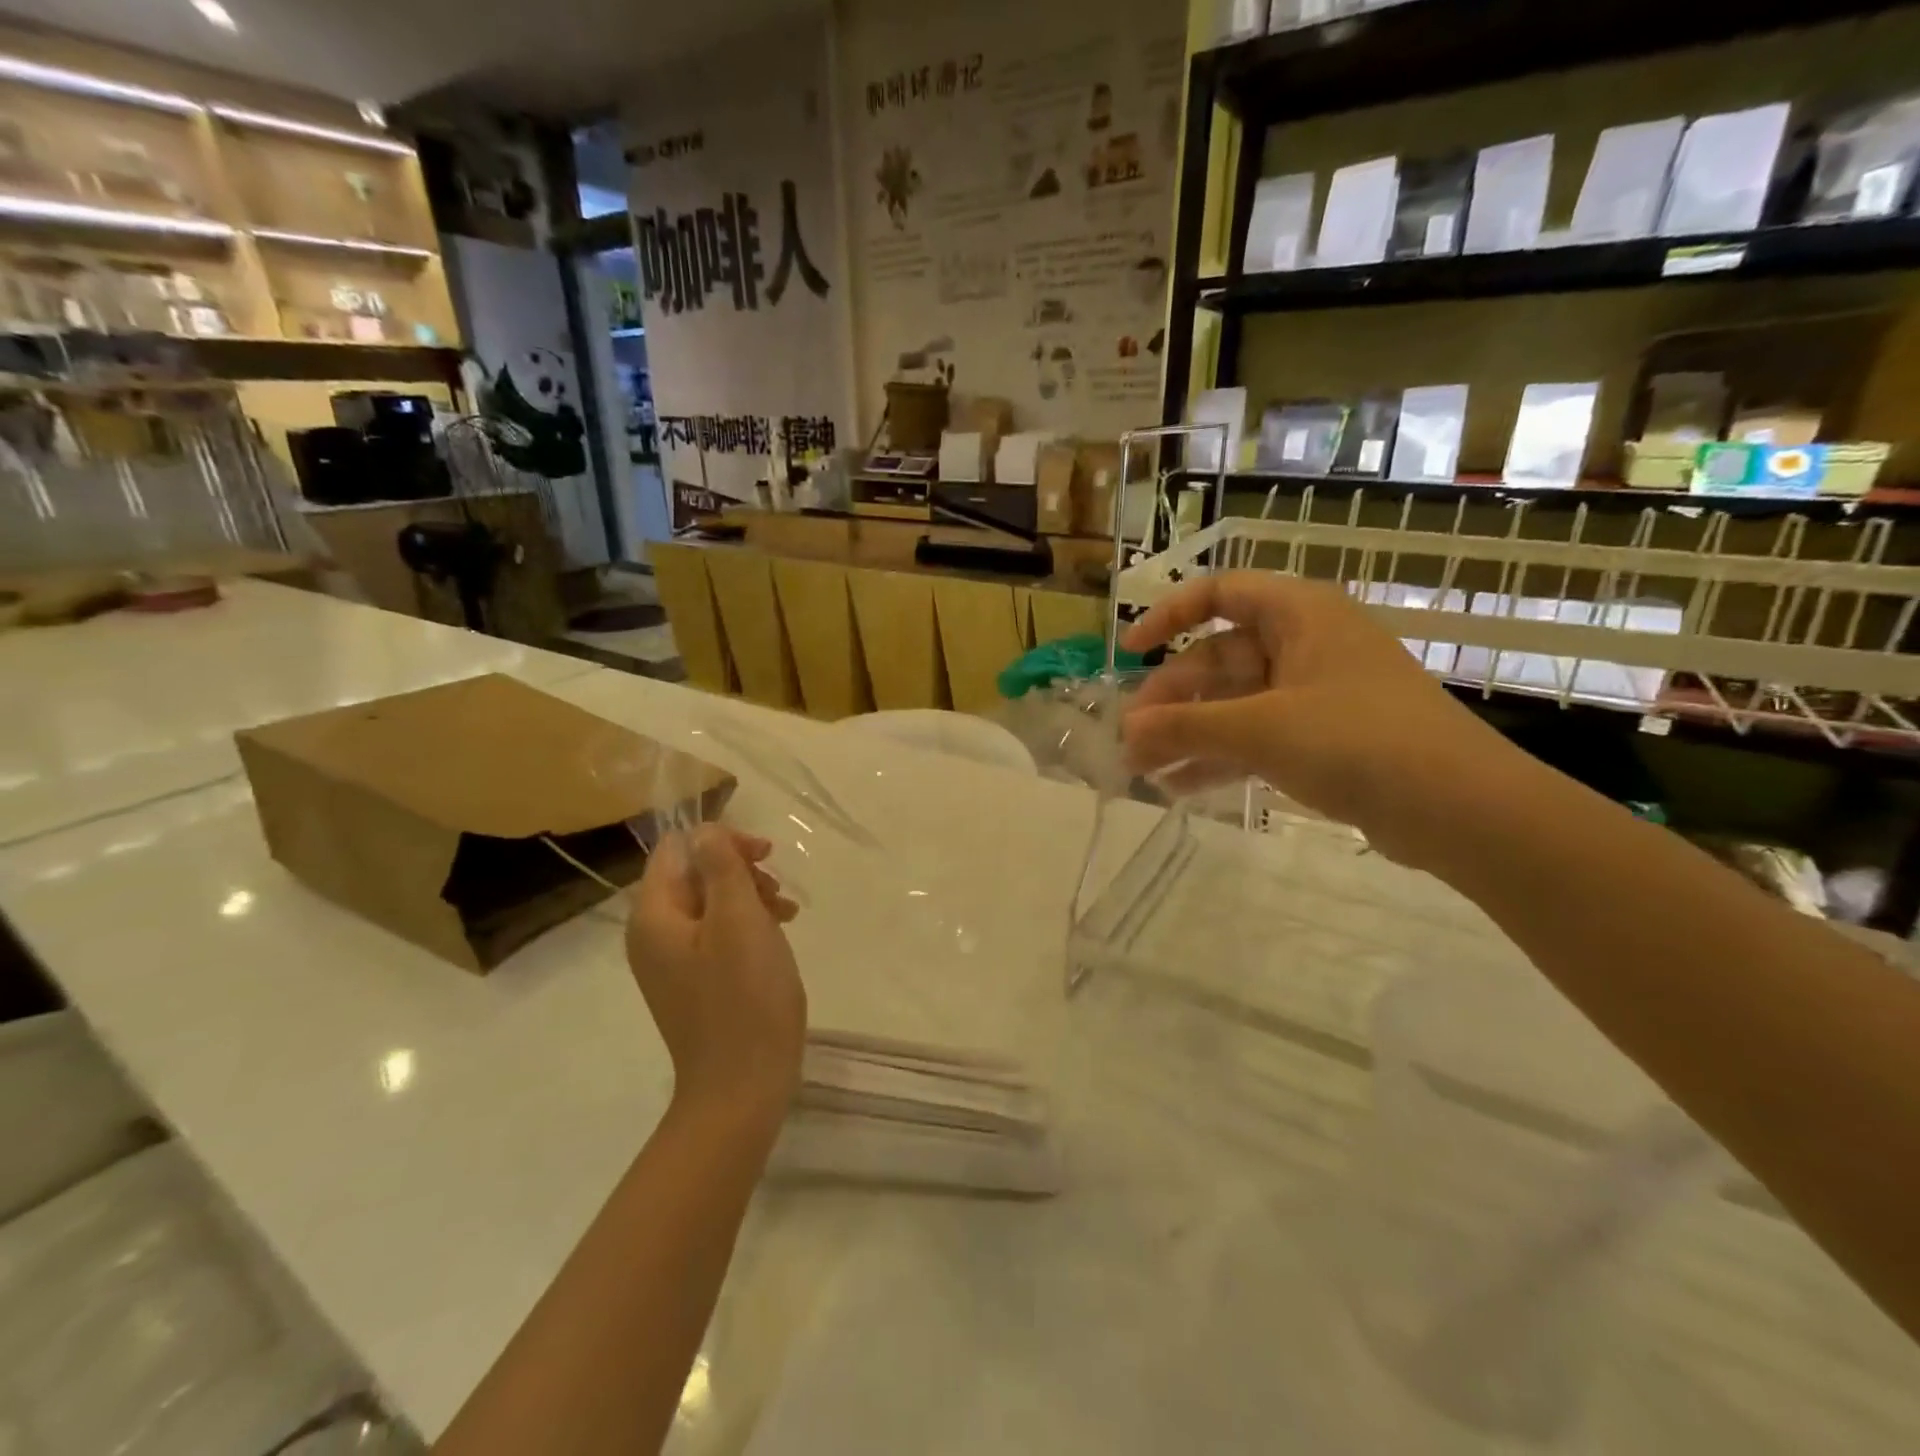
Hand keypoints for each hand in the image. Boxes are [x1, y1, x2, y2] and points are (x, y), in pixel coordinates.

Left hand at [627, 827, 805, 1113]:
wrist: (742, 1087)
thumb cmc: (744, 997)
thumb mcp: (739, 919)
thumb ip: (722, 866)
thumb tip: (706, 830)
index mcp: (654, 916)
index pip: (676, 849)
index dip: (721, 841)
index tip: (764, 857)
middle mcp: (653, 935)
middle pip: (694, 875)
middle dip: (739, 871)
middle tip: (777, 889)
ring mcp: (673, 963)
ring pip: (710, 904)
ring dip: (749, 897)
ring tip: (786, 913)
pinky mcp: (695, 983)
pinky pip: (717, 935)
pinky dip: (747, 925)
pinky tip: (779, 935)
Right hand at [1120, 572, 1523, 868]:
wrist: (1460, 809)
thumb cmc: (1357, 741)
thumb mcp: (1260, 729)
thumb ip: (1185, 728)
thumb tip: (1125, 733)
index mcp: (1298, 614)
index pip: (1219, 593)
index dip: (1168, 615)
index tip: (1129, 651)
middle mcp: (1304, 645)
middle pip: (1218, 659)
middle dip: (1171, 700)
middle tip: (1131, 740)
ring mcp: (1313, 695)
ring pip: (1233, 704)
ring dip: (1187, 735)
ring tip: (1141, 772)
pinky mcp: (1322, 740)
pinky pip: (1254, 738)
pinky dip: (1218, 758)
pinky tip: (1178, 788)